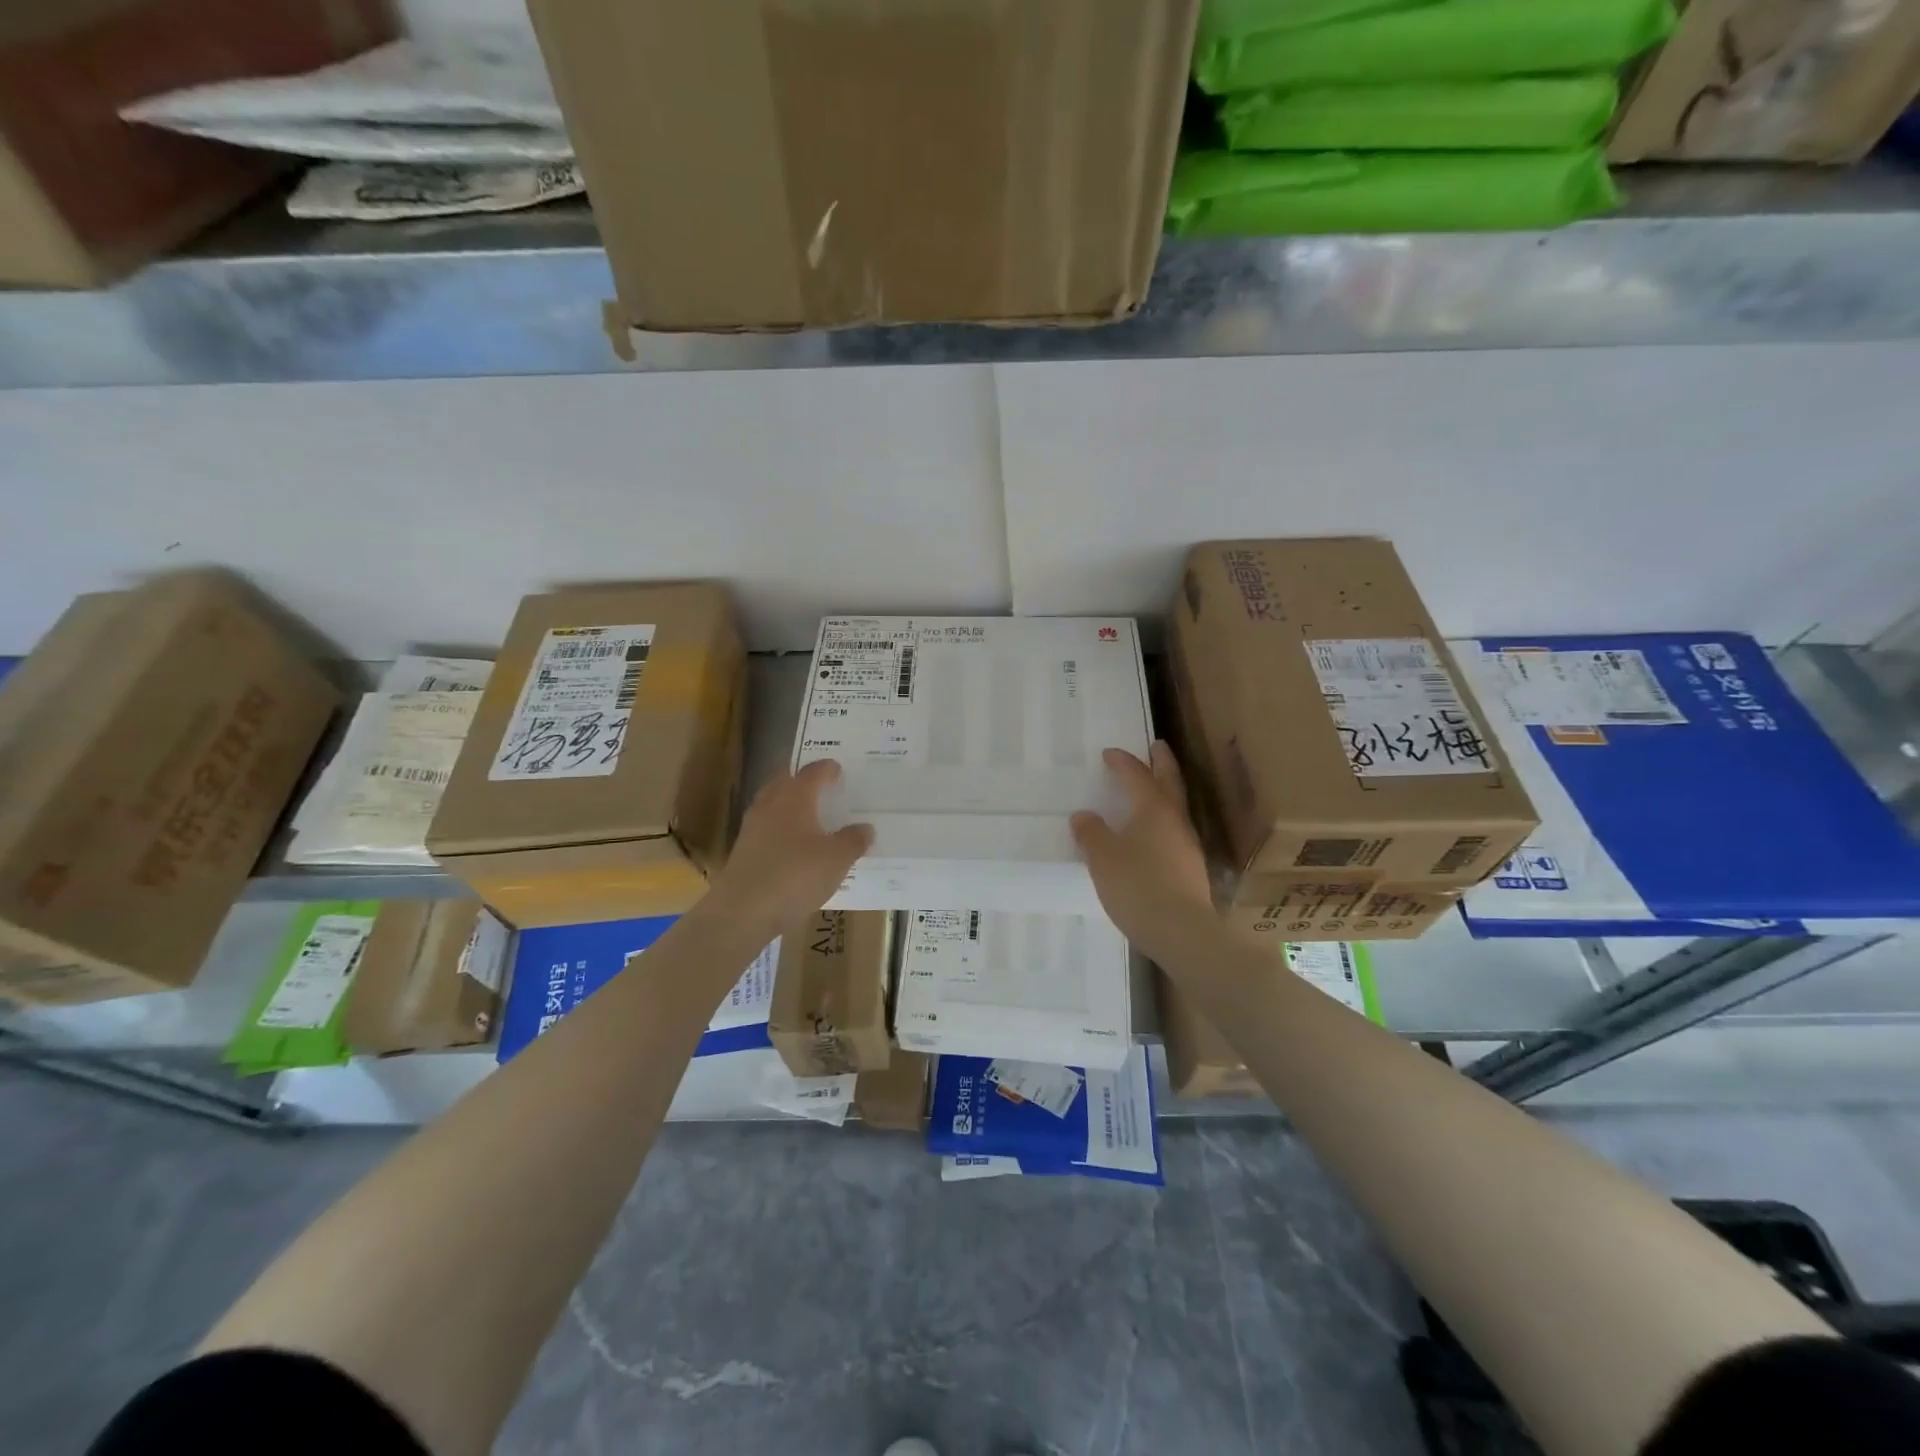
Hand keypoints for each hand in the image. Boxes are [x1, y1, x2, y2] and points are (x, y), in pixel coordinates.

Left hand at [702, 759, 872, 940]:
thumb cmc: (796, 875)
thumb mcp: (837, 859)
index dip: (828, 769)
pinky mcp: (744, 851)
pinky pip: (767, 830)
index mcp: (795, 796)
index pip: (813, 771)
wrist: (743, 911)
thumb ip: (854, 840)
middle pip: (786, 781)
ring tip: (812, 818)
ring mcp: (752, 827)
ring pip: (774, 805)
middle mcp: (770, 804)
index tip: (839, 770)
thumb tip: (865, 828)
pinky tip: (795, 848)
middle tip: (823, 788)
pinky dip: (782, 830)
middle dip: (803, 781)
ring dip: (791, 806)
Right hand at [1071, 743, 1214, 959]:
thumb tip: (1084, 816)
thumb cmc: (1138, 886)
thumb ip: (1091, 833)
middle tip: (1157, 746)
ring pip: (1175, 807)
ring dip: (1164, 792)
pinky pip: (1174, 832)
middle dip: (1162, 763)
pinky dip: (1162, 821)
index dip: (1123, 763)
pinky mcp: (1190, 869)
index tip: (1109, 753)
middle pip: (1170, 783)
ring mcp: (1187, 845)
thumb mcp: (1103, 858)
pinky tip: (1151, 835)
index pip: (1137, 776)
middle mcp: (1175, 821)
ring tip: (1150, 789)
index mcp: (1154, 809)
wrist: (1182, 932)